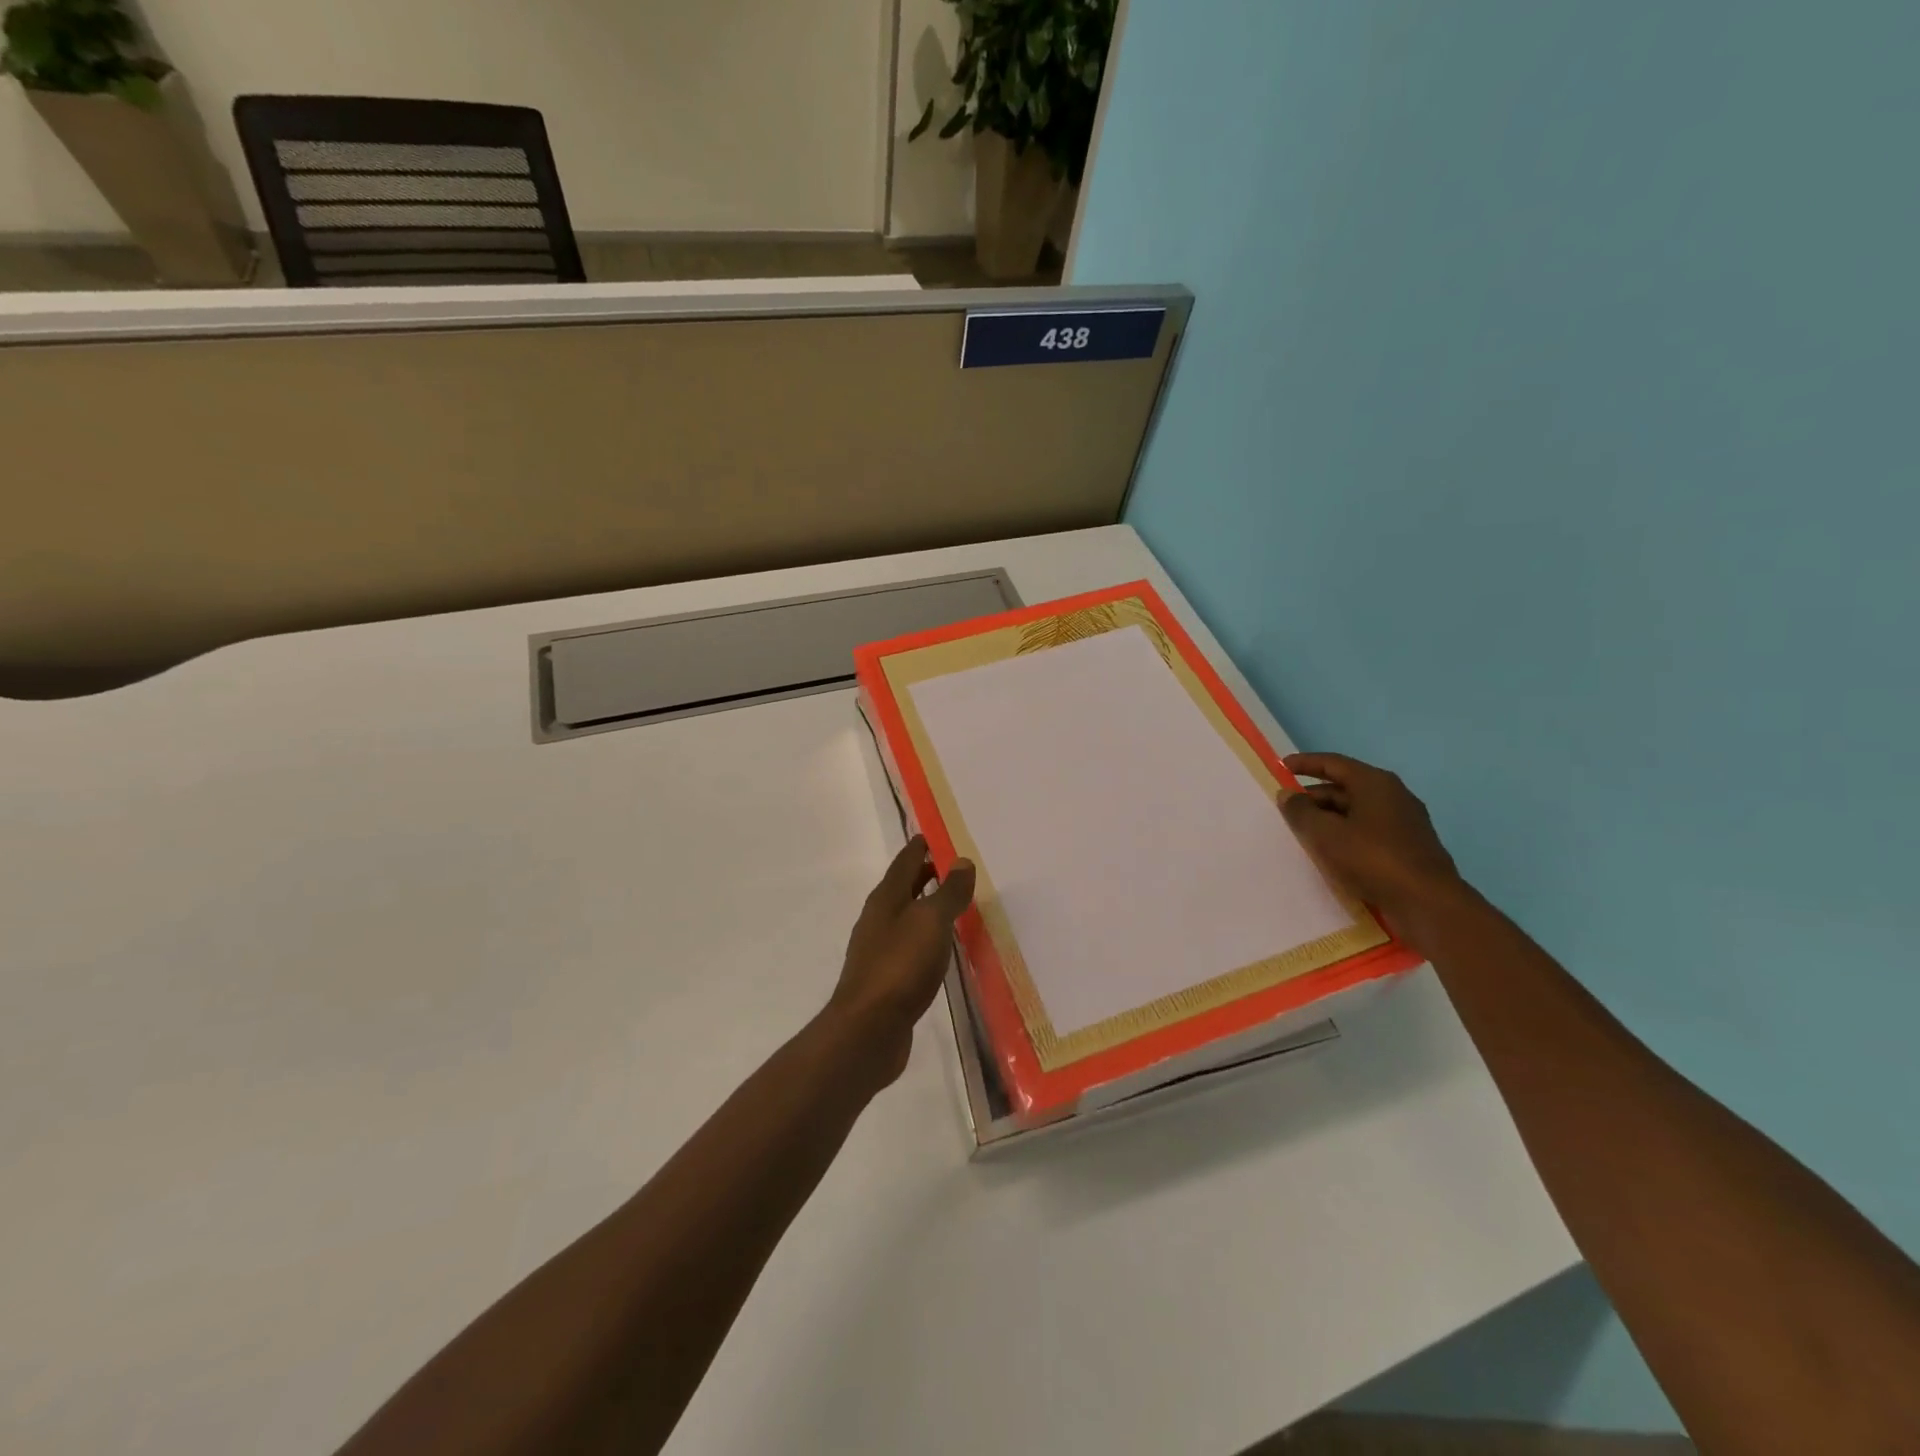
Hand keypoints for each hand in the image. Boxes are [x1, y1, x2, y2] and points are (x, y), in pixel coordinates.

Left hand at [824, 836, 975, 1088]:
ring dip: (925, 907)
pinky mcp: (886, 979)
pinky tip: (940, 949)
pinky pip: (909, 946)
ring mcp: (879, 950)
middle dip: (924, 875)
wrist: (868, 1030)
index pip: (905, 862)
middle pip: (902, 888)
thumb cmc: (900, 966)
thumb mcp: (931, 922)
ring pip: (905, 918)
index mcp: (886, 899)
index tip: (934, 836)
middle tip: (951, 867)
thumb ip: (948, 892)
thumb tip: (962, 861)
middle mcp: (878, 920)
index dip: (920, 848)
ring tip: (952, 905)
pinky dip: (925, 938)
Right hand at [1279, 753, 1468, 946]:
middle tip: (1288, 808)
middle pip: (1346, 787)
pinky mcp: (1408, 847)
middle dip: (1314, 796)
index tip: (1282, 766)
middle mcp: (1393, 796)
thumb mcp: (1325, 834)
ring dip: (1329, 818)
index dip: (1305, 763)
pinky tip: (1332, 852)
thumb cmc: (1372, 859)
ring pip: (1357, 811)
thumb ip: (1301, 811)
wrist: (1427, 903)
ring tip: (1304, 832)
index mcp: (1375, 783)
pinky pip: (1369, 831)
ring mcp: (1404, 822)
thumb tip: (1287, 795)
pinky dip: (1346, 834)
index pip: (1334, 763)